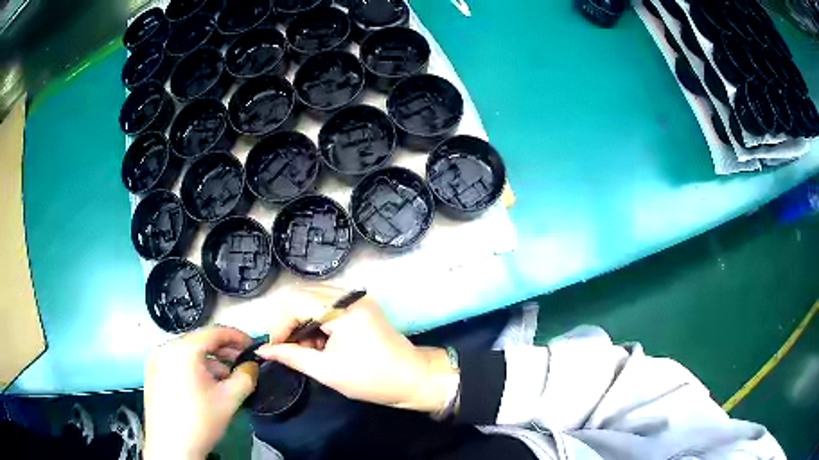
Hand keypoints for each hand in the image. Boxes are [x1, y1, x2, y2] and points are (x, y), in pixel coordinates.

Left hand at [144, 327, 255, 459]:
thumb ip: (246, 377)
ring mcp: (156, 361)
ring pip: (188, 353)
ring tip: (226, 379)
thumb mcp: (229, 400)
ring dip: (210, 362)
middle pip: (199, 342)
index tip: (252, 346)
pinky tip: (206, 387)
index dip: (237, 337)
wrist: (172, 447)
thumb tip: (252, 366)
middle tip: (242, 364)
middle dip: (224, 352)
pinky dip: (194, 369)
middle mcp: (166, 348)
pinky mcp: (153, 374)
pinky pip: (177, 363)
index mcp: (183, 349)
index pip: (214, 332)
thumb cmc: (200, 421)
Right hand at [256, 286, 457, 413]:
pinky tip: (322, 345)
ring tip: (309, 351)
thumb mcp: (325, 370)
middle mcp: (348, 295)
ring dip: (304, 323)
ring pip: (314, 300)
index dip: (279, 325)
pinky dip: (318, 323)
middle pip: (302, 296)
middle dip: (290, 323)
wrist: (413, 379)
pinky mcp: (361, 305)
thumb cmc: (370, 378)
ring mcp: (356, 298)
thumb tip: (263, 350)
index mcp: (341, 309)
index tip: (275, 348)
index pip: (294, 303)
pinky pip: (329, 306)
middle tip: (290, 350)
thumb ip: (291, 356)